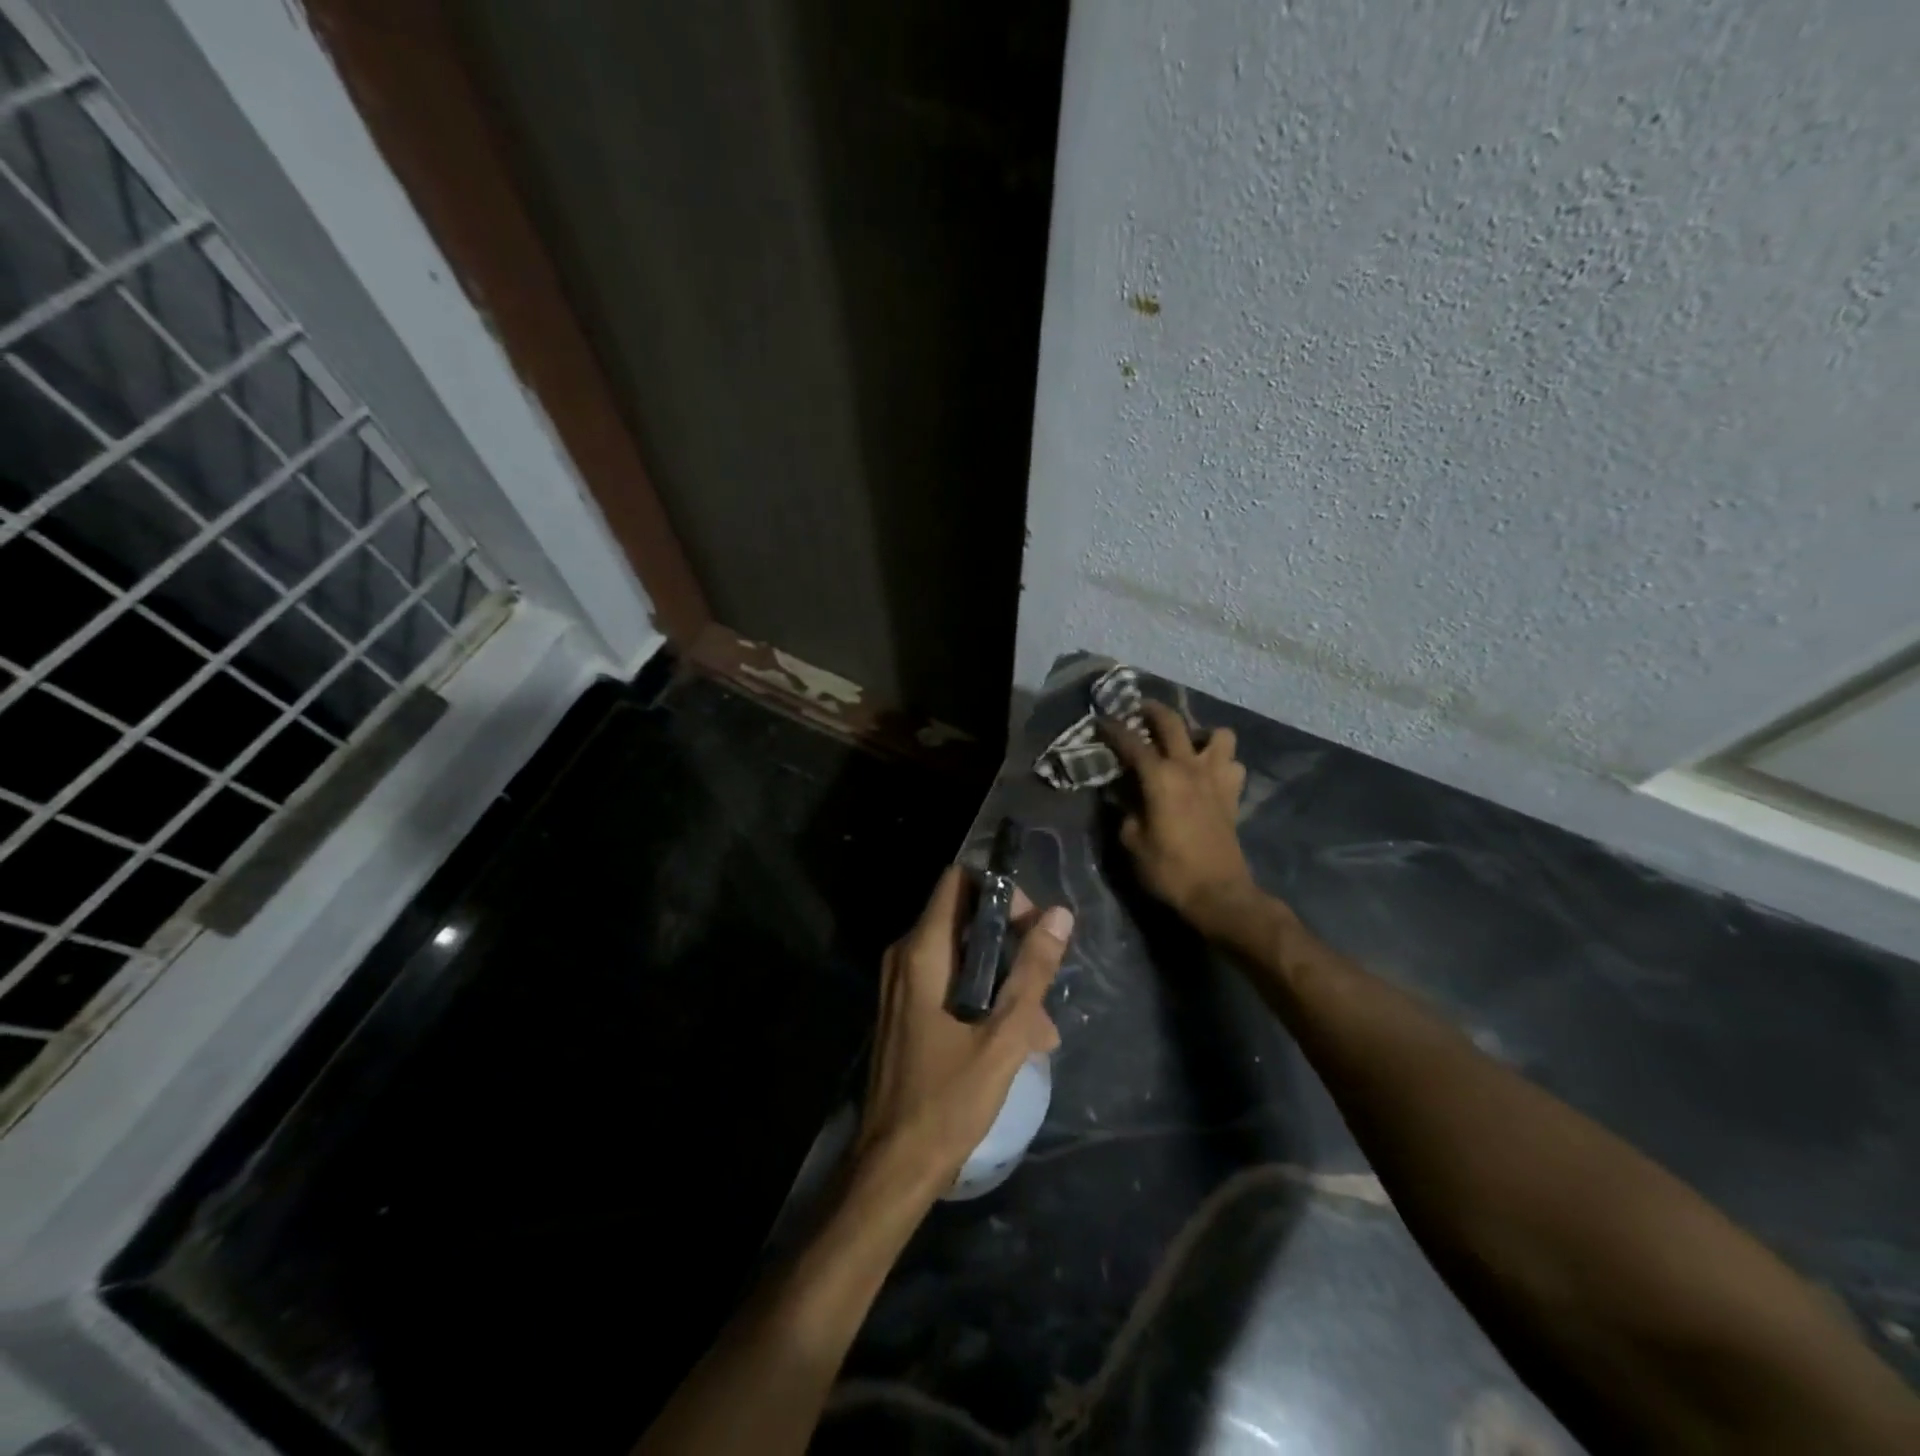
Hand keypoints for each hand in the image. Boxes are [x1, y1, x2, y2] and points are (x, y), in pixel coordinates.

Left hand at [856, 866, 1072, 1196]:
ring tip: (1040, 1025)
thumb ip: (1032, 972)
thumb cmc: (948, 1099)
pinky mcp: (906, 1008)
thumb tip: (1059, 915)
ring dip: (1003, 977)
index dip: (999, 891)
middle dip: (1009, 940)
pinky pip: (949, 980)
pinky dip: (983, 995)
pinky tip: (1017, 1038)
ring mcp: (901, 983)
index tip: (1031, 924)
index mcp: (922, 952)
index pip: (958, 882)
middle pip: (962, 916)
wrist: (894, 1164)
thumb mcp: (1003, 1037)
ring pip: (961, 954)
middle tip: (1043, 977)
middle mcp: (905, 956)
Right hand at [1099, 701, 1256, 935]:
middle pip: (1173, 723)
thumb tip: (1121, 793)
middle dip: (1152, 710)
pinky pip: (1233, 764)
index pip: (1131, 742)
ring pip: (1218, 735)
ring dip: (1201, 734)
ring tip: (1187, 745)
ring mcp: (1216, 778)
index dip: (1113, 729)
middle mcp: (1189, 768)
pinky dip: (1222, 762)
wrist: (1218, 894)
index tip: (1100, 721)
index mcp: (1160, 777)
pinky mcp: (1233, 795)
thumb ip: (1124, 810)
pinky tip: (1208, 773)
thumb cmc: (1168, 870)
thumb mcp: (1131, 841)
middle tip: (1139, 710)